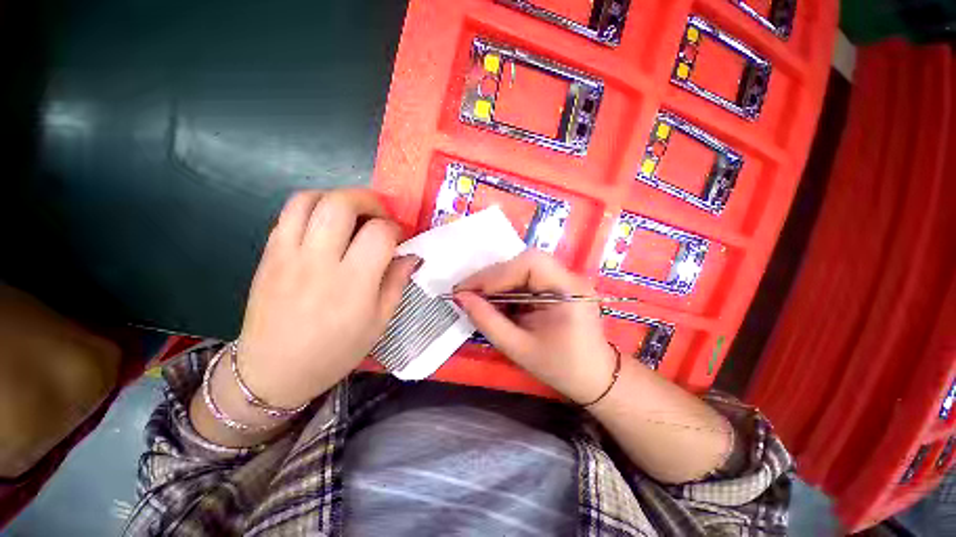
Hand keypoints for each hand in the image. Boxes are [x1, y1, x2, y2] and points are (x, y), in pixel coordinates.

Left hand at [235, 190, 419, 408]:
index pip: (379, 233)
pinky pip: (289, 214)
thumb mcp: (379, 322)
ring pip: (310, 199)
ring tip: (352, 214)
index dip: (395, 228)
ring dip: (337, 198)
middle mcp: (318, 261)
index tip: (400, 237)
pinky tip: (326, 226)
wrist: (273, 371)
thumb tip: (411, 255)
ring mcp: (288, 254)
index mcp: (352, 283)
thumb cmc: (335, 351)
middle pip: (341, 204)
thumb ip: (397, 283)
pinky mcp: (269, 254)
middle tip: (379, 214)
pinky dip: (313, 208)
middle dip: (368, 200)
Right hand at [454, 250, 616, 403]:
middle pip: (525, 262)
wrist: (595, 379)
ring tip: (478, 299)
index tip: (469, 291)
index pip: (530, 264)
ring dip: (498, 282)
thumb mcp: (519, 348)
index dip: (497, 274)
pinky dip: (507, 288)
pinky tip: (496, 302)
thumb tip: (461, 298)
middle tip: (468, 293)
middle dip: (493, 277)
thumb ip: (488, 321)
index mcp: (568, 290)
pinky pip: (526, 279)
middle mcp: (568, 277)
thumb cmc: (561, 368)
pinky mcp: (557, 286)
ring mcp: (564, 280)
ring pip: (522, 269)